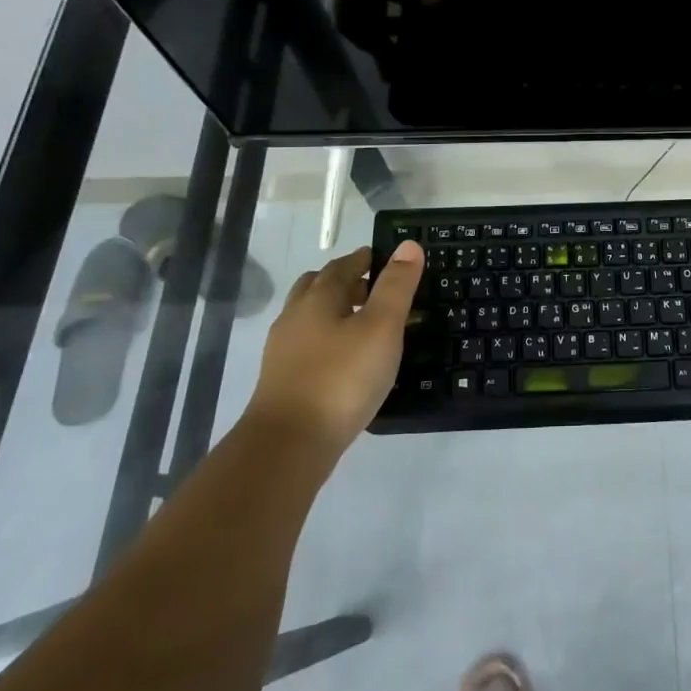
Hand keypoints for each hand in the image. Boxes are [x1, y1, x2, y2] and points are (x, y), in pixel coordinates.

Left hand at [250, 241, 423, 460]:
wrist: (288, 445)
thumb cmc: (342, 378)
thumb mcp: (382, 327)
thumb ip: (396, 286)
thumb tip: (409, 244)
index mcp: (318, 298)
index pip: (342, 266)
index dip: (364, 259)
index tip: (382, 258)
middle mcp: (295, 317)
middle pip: (318, 286)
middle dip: (344, 281)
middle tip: (372, 288)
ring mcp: (283, 351)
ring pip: (309, 317)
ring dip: (333, 311)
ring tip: (362, 324)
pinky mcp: (282, 381)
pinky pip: (307, 345)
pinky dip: (326, 339)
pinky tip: (344, 359)